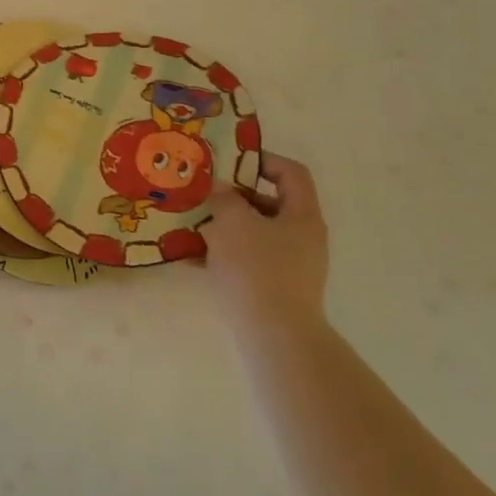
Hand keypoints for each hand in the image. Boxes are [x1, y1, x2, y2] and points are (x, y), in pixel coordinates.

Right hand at [203, 154, 329, 342]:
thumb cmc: (257, 268)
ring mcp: (292, 265)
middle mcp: (303, 237)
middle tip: (204, 196)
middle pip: (270, 203)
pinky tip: (193, 260)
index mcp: (302, 215)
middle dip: (234, 198)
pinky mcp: (276, 288)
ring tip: (192, 227)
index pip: (291, 173)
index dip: (262, 161)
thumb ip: (225, 199)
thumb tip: (220, 189)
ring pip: (255, 233)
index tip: (229, 164)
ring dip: (224, 227)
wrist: (275, 334)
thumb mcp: (233, 223)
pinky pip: (248, 260)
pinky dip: (224, 255)